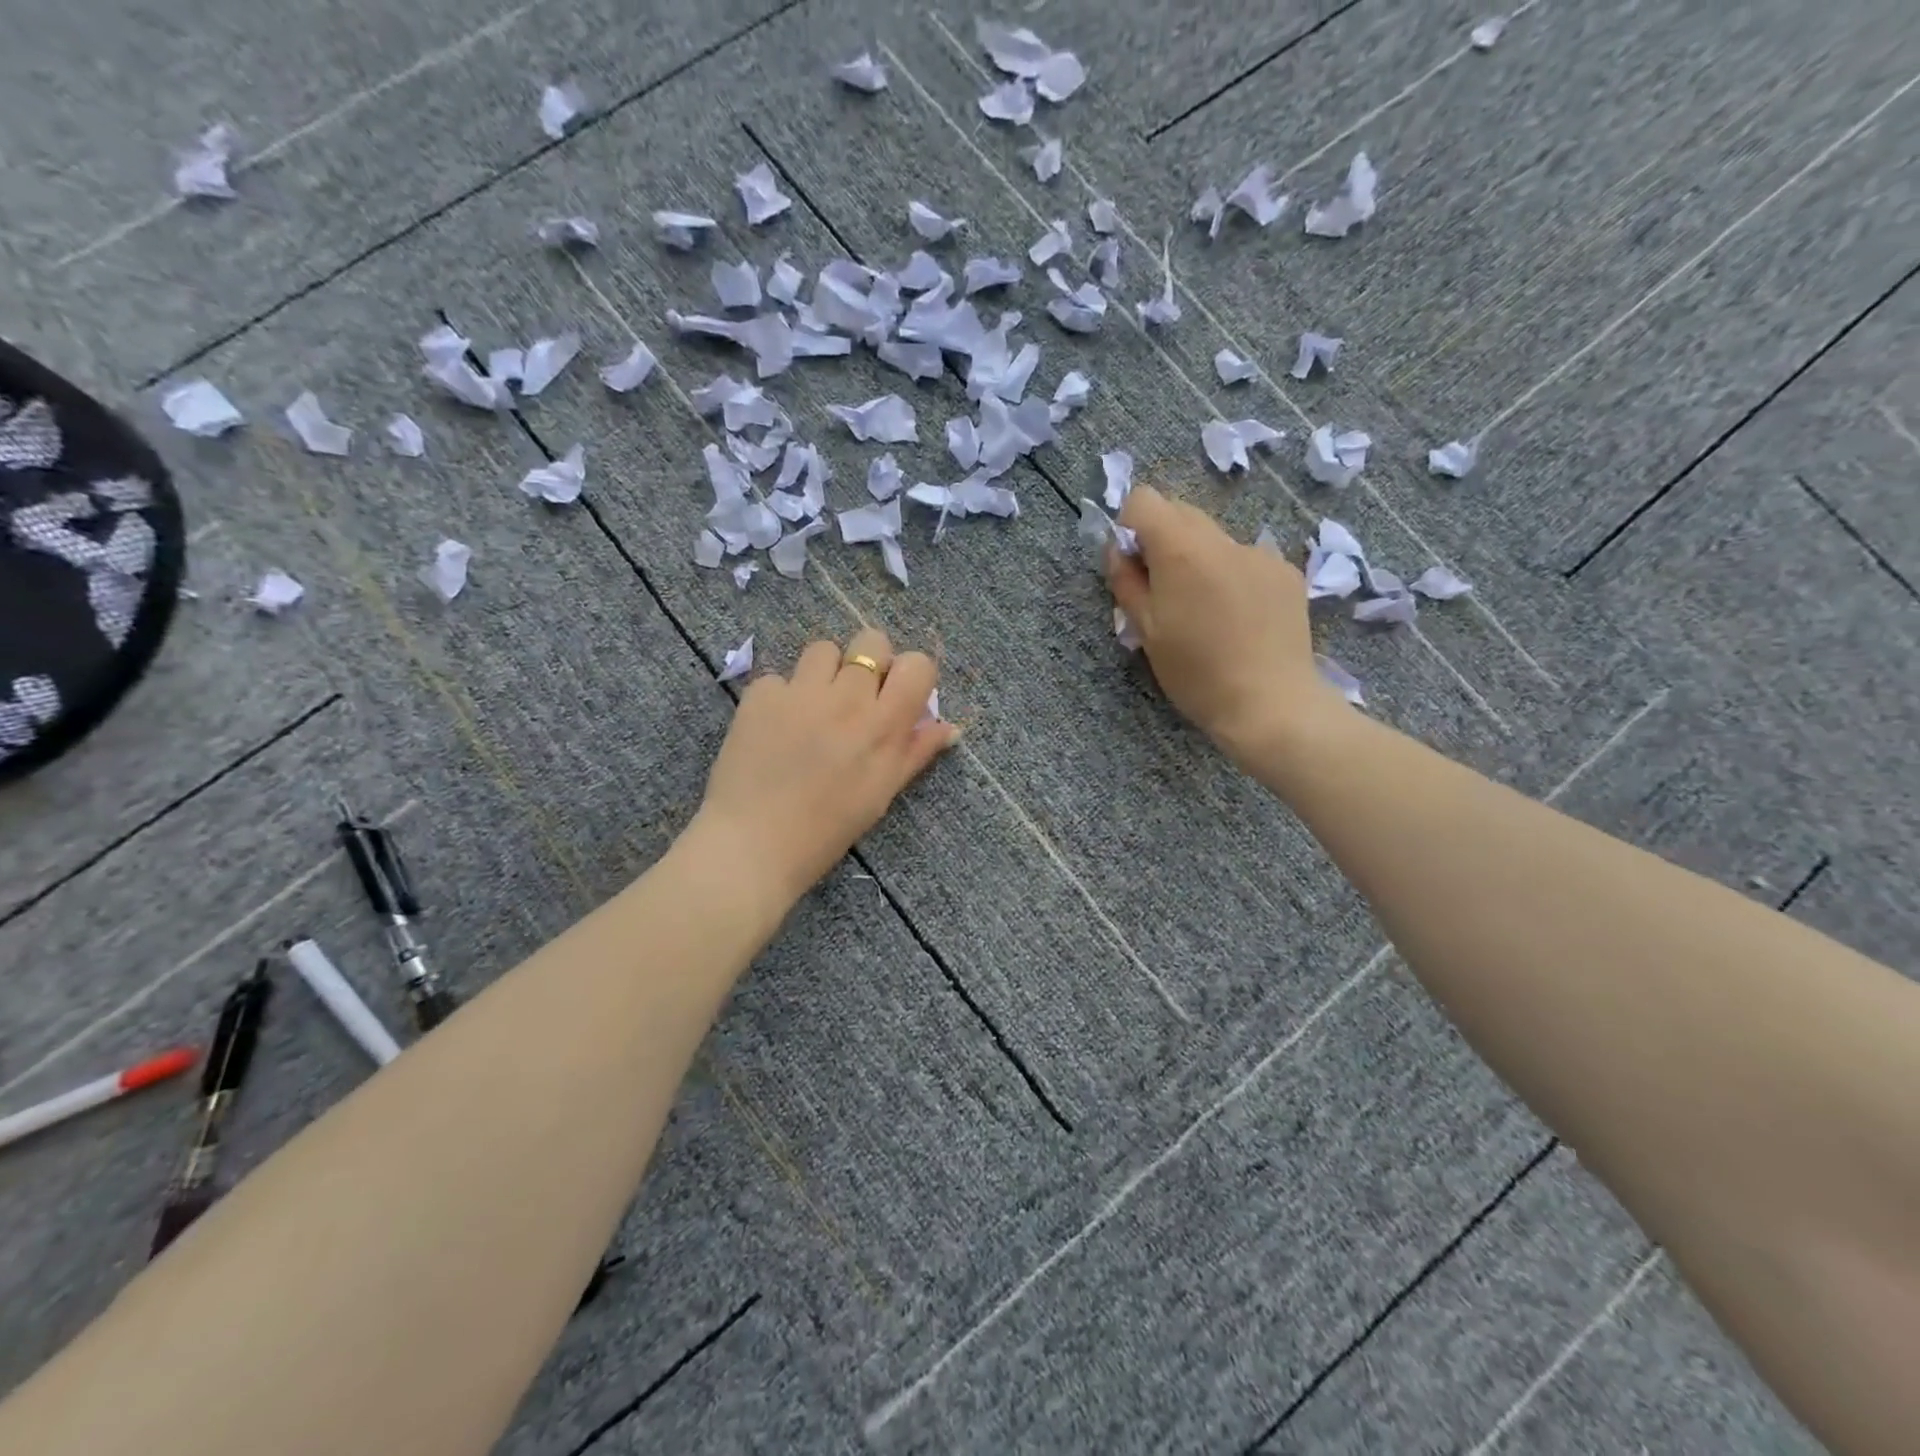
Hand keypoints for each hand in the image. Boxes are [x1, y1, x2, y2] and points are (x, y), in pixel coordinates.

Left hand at [694, 628, 957, 902]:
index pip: (917, 665)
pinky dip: (782, 696)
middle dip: (869, 661)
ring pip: (823, 648)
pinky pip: (780, 677)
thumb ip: (916, 752)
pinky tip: (775, 727)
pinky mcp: (760, 696)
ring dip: (824, 672)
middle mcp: (847, 698)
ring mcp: (800, 692)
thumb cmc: (828, 829)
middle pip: (871, 640)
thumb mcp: (882, 793)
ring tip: (813, 706)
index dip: (911, 674)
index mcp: (884, 725)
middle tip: (855, 696)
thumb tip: (950, 727)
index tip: (897, 695)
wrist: (753, 843)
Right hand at [1107, 485, 1336, 762]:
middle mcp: (1223, 539)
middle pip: (1181, 513)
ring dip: (1200, 560)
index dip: (1130, 527)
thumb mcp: (1146, 631)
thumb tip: (1118, 551)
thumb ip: (1126, 582)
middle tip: (1164, 591)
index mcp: (1182, 550)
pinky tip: (1239, 618)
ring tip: (1206, 611)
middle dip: (1163, 542)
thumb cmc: (1196, 673)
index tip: (1134, 565)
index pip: (1144, 500)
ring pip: (1215, 539)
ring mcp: (1261, 553)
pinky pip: (1246, 559)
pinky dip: (1232, 576)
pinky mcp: (1287, 572)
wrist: (1270, 703)